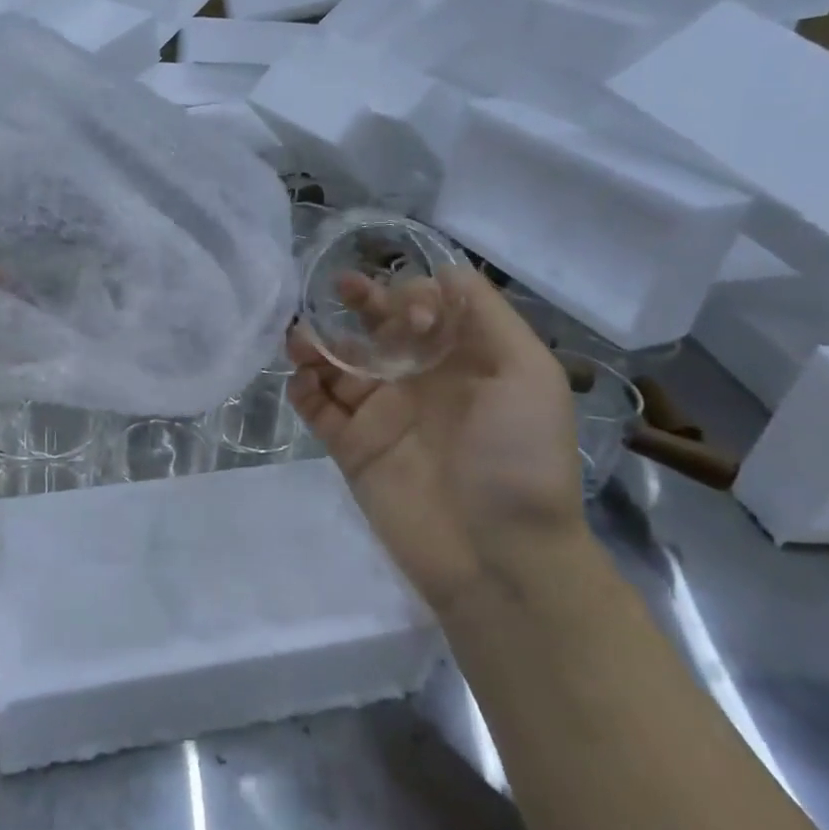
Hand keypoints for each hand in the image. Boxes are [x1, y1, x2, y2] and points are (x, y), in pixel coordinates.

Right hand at [287, 268, 585, 610]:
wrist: (498, 557)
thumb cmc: (519, 458)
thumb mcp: (528, 375)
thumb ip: (487, 316)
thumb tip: (442, 272)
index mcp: (461, 360)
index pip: (425, 308)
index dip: (413, 298)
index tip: (411, 319)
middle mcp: (418, 380)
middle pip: (377, 327)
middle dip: (359, 302)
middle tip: (340, 289)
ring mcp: (381, 414)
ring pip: (338, 364)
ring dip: (316, 343)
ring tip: (300, 340)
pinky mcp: (352, 447)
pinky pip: (316, 408)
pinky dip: (302, 388)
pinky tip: (302, 380)